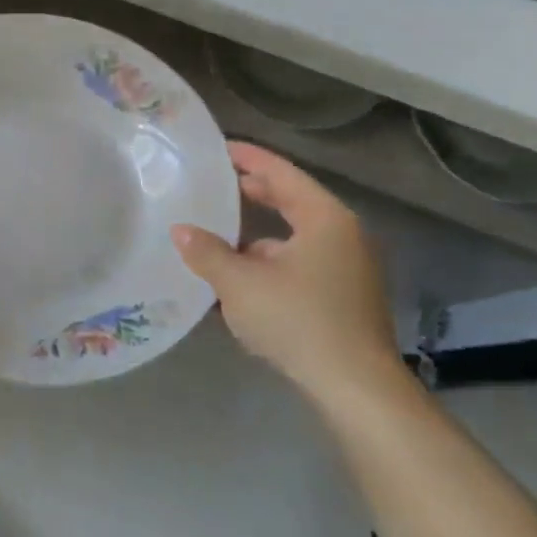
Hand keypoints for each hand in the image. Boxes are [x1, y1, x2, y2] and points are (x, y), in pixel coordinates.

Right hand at [172, 142, 402, 411]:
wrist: (356, 388)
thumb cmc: (298, 321)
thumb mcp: (240, 284)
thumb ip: (207, 253)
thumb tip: (180, 231)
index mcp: (325, 218)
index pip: (281, 173)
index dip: (248, 157)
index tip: (219, 148)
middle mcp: (343, 235)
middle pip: (292, 201)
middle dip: (253, 193)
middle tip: (215, 184)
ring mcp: (349, 268)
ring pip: (295, 237)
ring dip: (259, 234)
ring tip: (219, 235)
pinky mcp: (346, 298)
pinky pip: (302, 263)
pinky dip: (272, 261)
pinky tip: (243, 279)